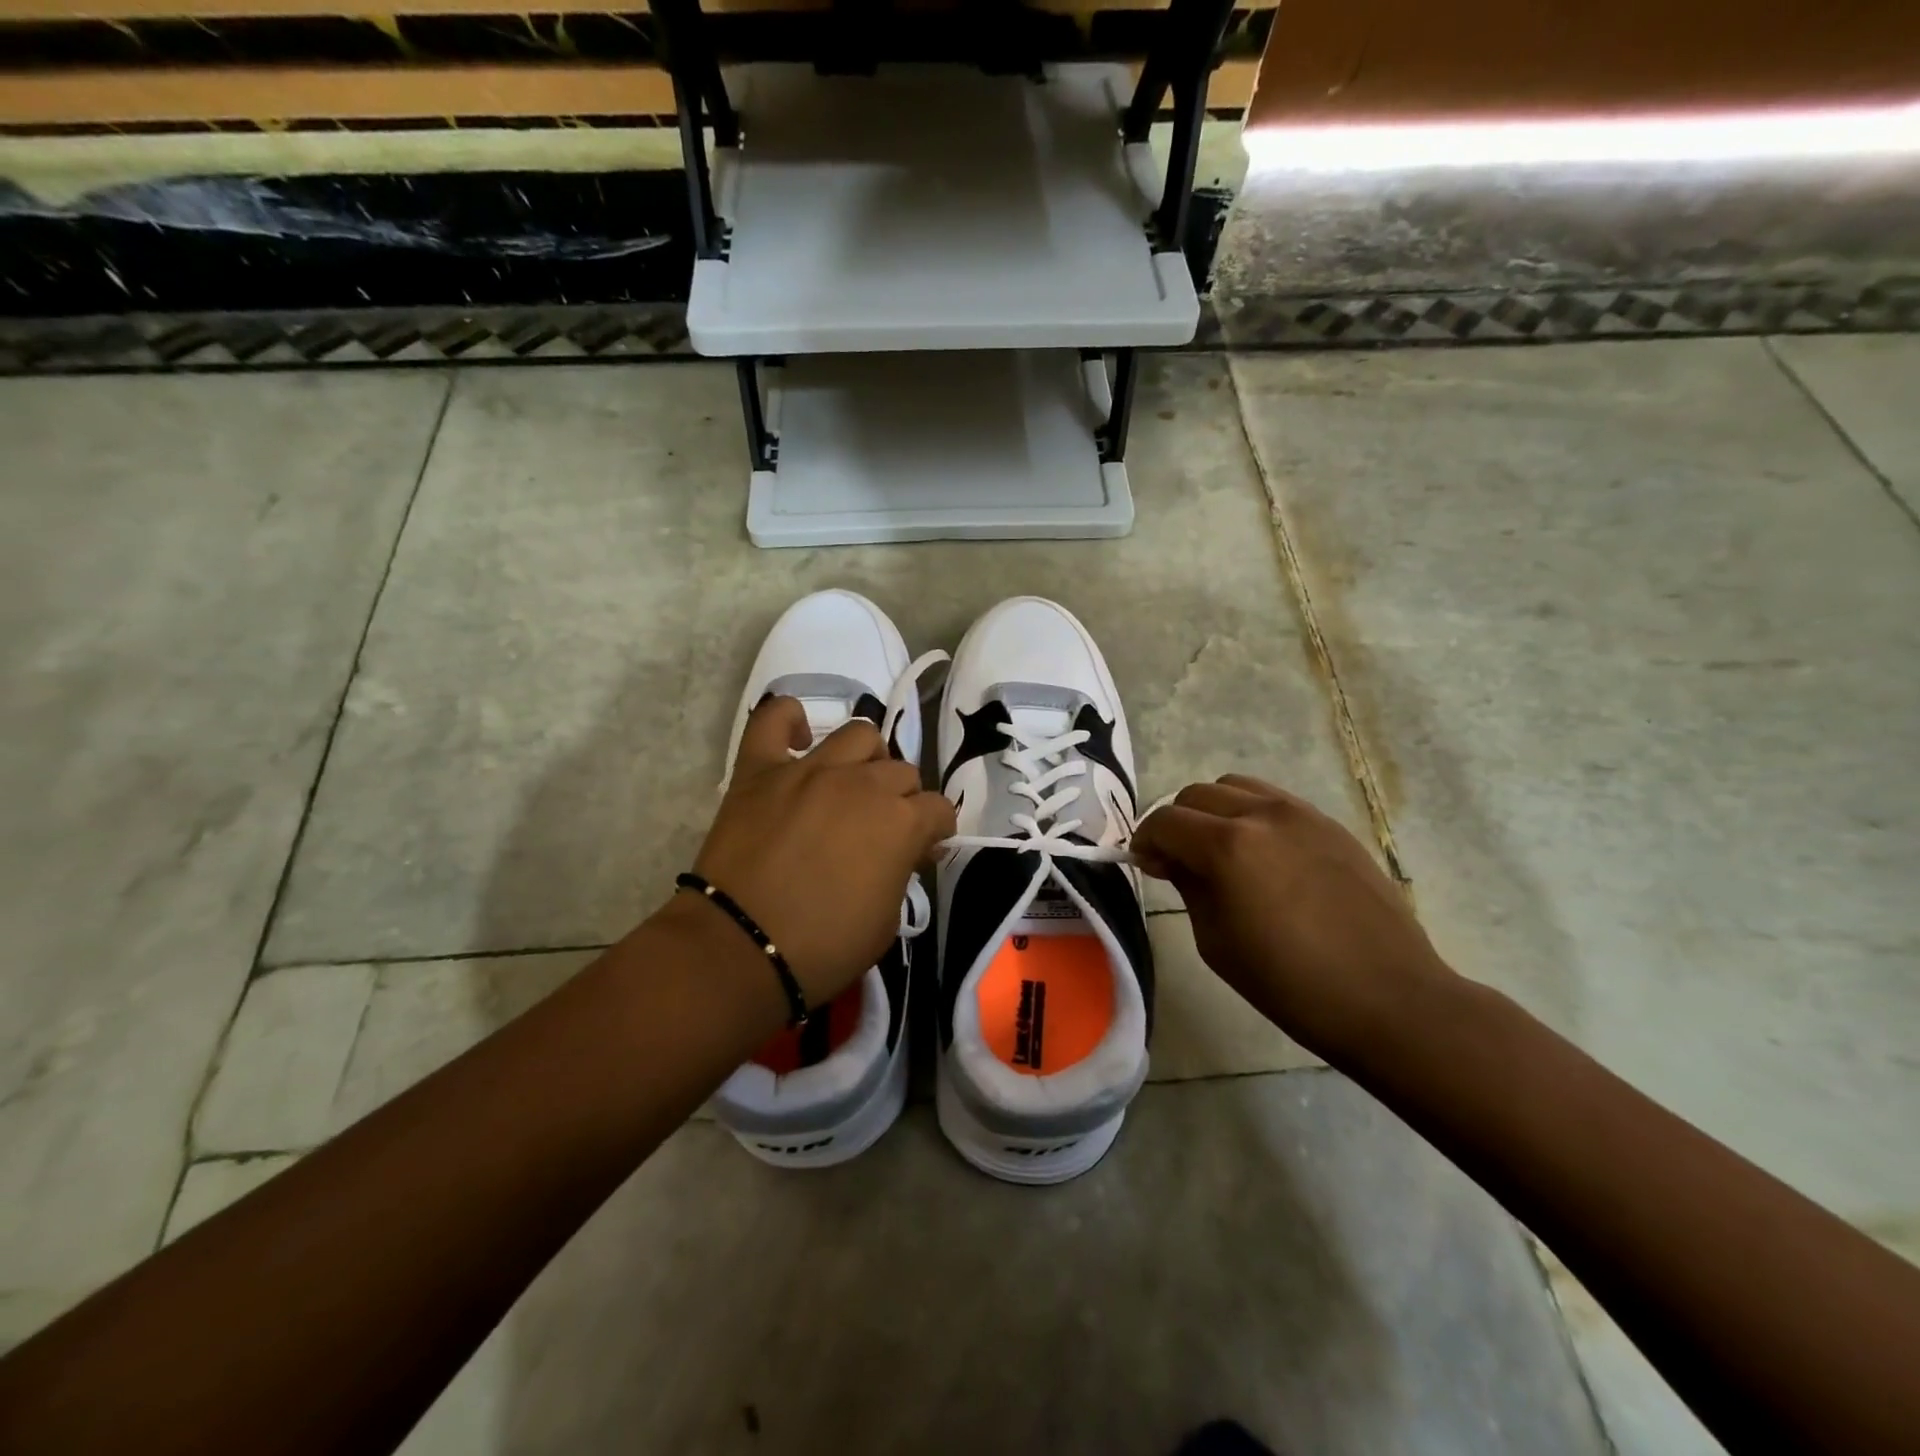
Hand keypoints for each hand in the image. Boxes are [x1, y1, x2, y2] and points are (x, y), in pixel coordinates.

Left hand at [680, 696, 955, 1006]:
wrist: (740, 948)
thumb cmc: (823, 947)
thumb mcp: (887, 921)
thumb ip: (902, 872)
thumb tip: (908, 848)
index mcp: (901, 821)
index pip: (939, 809)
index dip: (935, 830)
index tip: (922, 850)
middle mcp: (862, 783)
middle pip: (902, 771)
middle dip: (902, 799)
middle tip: (883, 827)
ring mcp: (809, 769)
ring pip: (858, 735)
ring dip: (866, 758)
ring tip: (852, 783)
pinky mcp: (760, 769)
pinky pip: (774, 719)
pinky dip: (789, 719)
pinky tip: (799, 738)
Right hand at [1132, 775, 1452, 1060]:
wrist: (1389, 999)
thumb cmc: (1290, 984)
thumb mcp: (1216, 941)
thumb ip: (1188, 886)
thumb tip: (1172, 859)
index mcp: (1228, 847)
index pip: (1165, 822)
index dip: (1145, 841)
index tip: (1147, 867)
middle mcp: (1262, 815)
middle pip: (1196, 795)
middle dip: (1177, 823)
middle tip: (1178, 861)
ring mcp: (1302, 814)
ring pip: (1236, 787)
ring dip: (1214, 811)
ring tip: (1221, 851)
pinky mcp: (1331, 825)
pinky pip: (1275, 801)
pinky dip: (1252, 815)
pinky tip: (1264, 856)